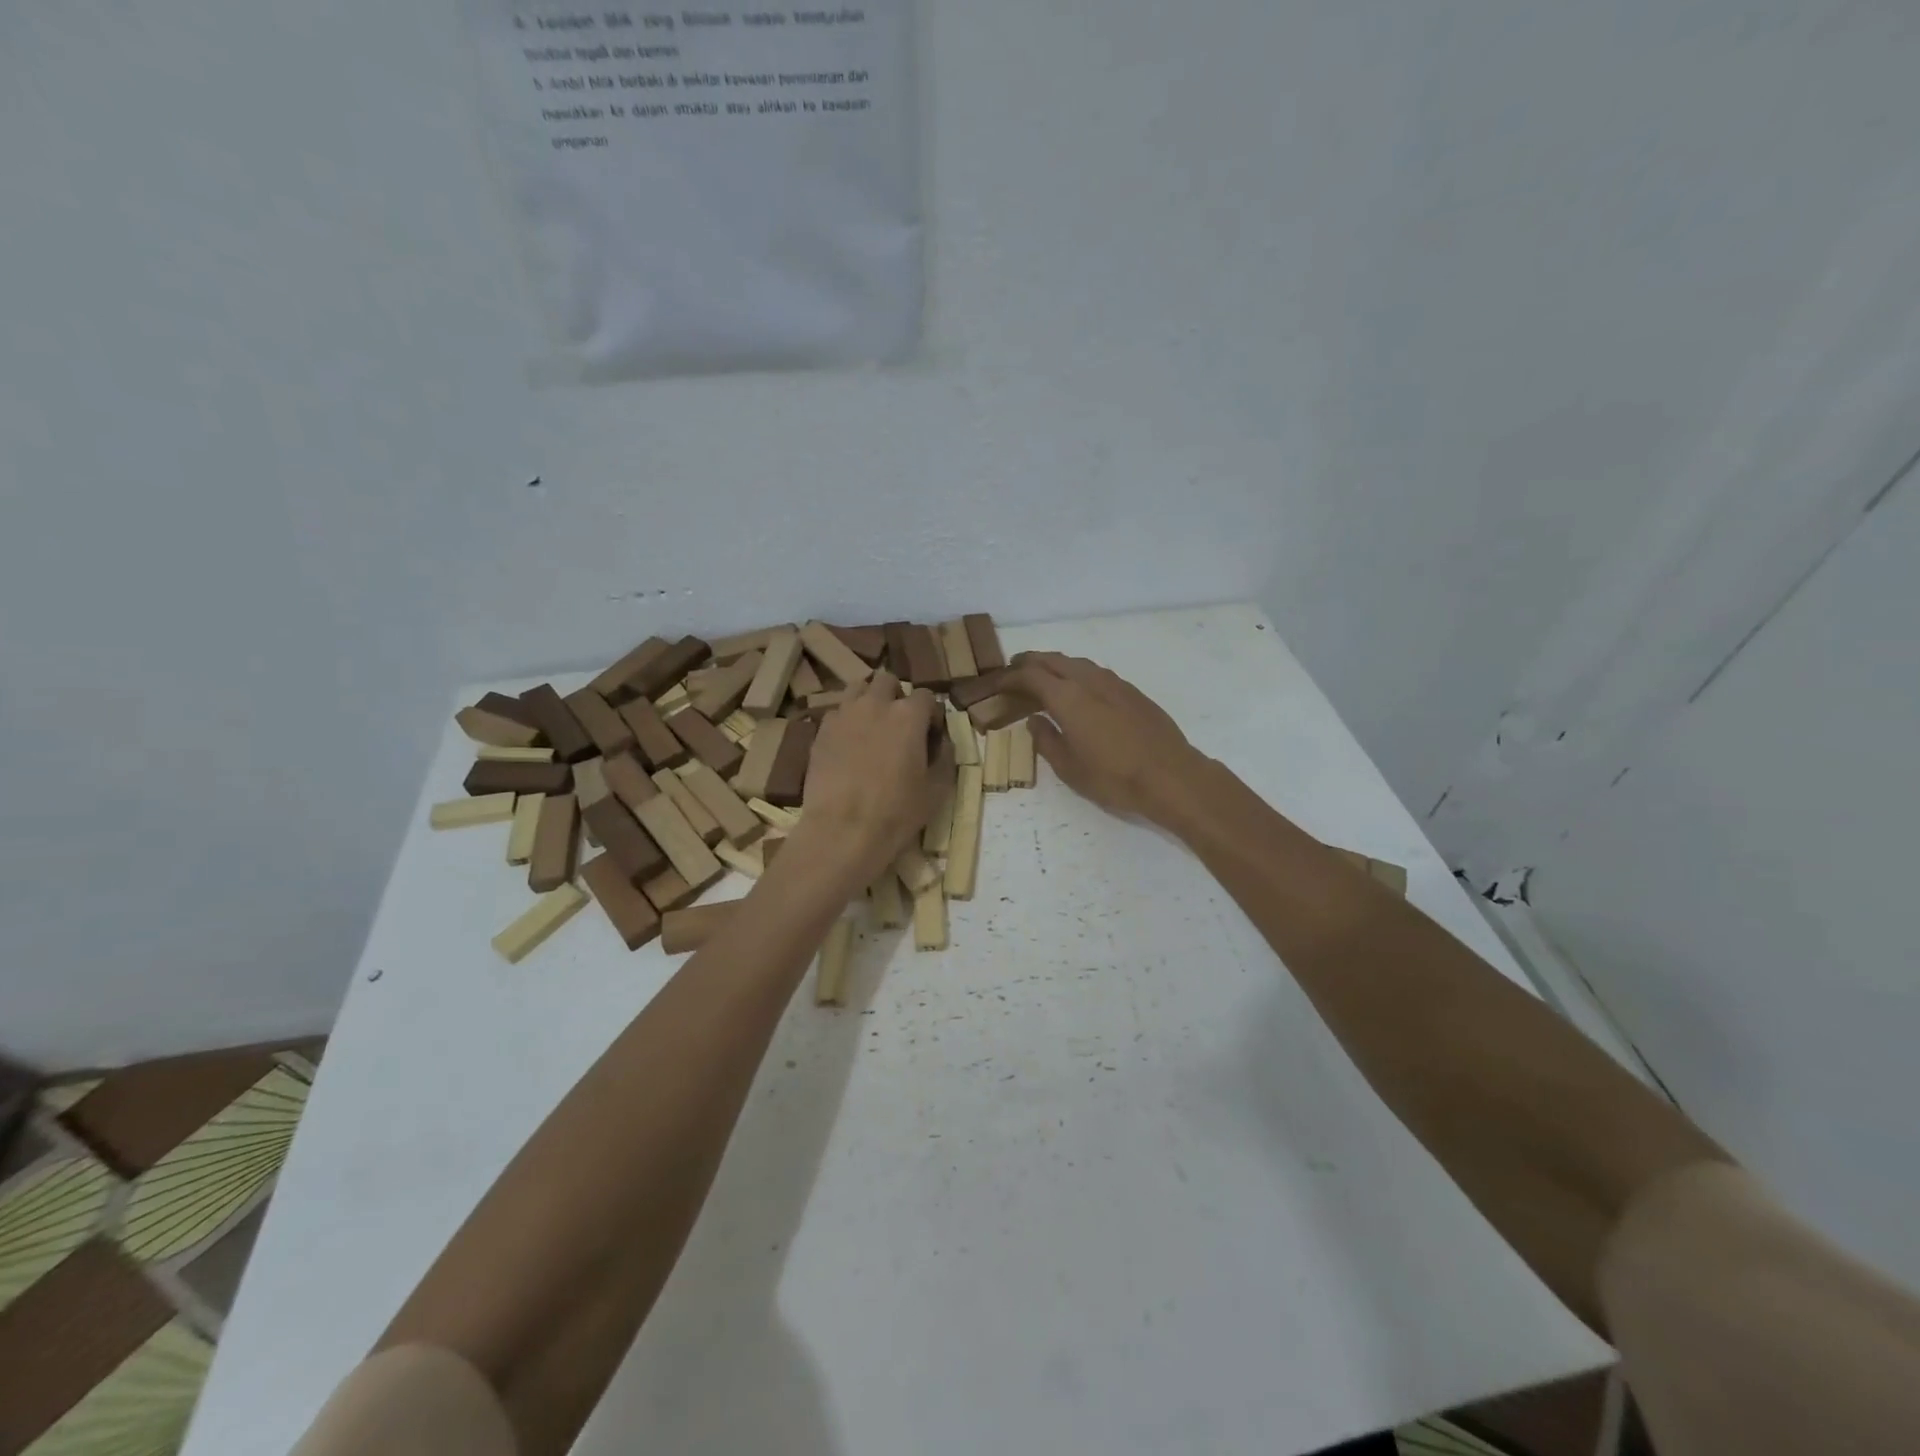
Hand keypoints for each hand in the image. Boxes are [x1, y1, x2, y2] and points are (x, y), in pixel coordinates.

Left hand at [795, 671, 948, 885]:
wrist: (843, 830)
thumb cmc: (897, 812)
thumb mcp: (937, 789)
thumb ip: (945, 757)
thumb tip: (942, 742)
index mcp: (908, 715)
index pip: (925, 696)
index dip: (930, 714)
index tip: (931, 735)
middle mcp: (875, 704)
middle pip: (887, 681)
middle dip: (896, 696)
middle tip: (899, 725)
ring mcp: (843, 715)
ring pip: (857, 689)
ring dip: (868, 700)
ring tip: (872, 727)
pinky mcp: (820, 731)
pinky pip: (837, 713)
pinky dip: (846, 721)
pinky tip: (849, 745)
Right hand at [1008, 652, 1202, 822]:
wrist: (1171, 776)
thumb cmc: (1114, 778)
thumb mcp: (1069, 768)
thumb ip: (1047, 740)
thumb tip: (1035, 721)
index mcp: (1068, 698)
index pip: (1030, 676)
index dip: (1009, 677)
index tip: (996, 683)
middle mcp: (1089, 681)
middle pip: (1053, 660)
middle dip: (1029, 662)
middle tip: (1013, 671)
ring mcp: (1114, 683)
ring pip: (1076, 663)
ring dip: (1055, 665)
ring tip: (1043, 678)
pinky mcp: (1132, 692)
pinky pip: (1095, 673)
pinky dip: (1077, 674)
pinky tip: (1078, 690)